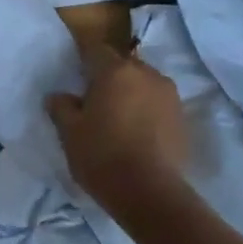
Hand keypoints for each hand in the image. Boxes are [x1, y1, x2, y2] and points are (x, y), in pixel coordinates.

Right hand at [46, 42, 188, 218]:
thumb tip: (59, 96)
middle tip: (95, 103)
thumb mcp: (70, 133)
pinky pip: (159, 103)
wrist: (151, 193)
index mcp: (115, 70)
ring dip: (131, 93)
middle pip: (122, 65)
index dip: (84, 60)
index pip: (95, 50)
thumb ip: (61, 107)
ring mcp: (169, 95)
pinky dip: (148, 111)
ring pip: (144, 83)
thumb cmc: (103, 156)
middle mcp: (146, 73)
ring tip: (120, 119)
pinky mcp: (183, 117)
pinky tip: (139, 134)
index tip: (76, 79)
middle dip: (109, 77)